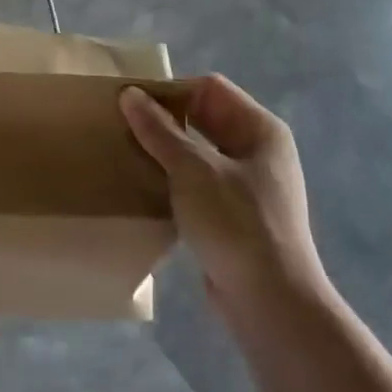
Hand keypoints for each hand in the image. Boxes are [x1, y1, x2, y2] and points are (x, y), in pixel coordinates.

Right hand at [120, 76, 326, 315]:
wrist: (270, 302)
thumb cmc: (236, 224)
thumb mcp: (193, 171)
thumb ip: (160, 131)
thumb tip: (130, 94)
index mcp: (260, 129)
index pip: (209, 89)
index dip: (171, 90)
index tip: (130, 102)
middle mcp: (258, 151)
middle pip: (204, 119)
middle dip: (164, 121)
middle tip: (120, 127)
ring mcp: (248, 186)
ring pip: (198, 154)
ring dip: (165, 153)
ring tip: (126, 156)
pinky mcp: (234, 216)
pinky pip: (198, 184)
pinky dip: (173, 182)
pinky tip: (144, 189)